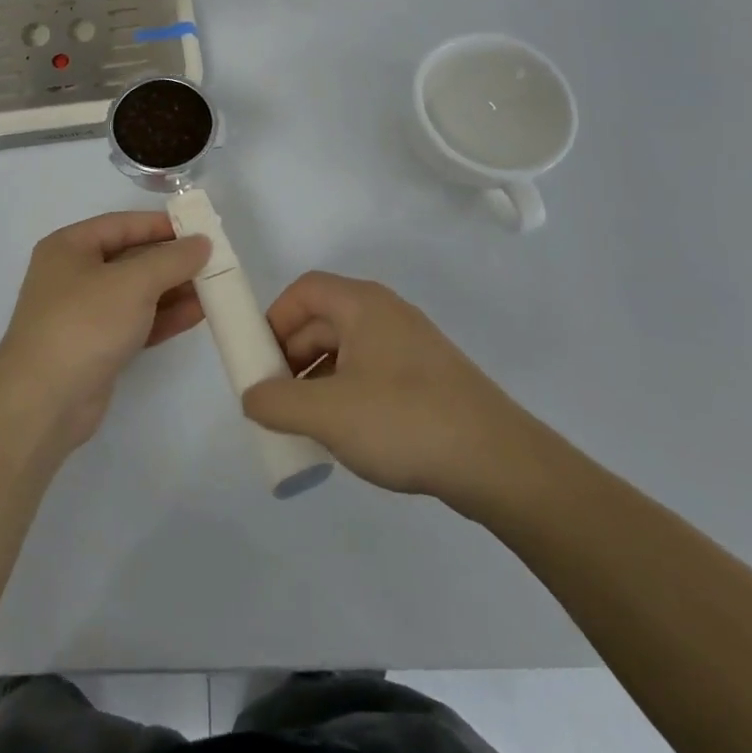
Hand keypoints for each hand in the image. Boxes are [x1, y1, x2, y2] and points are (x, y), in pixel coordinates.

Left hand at [0, 213, 210, 451]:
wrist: (43, 402)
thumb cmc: (84, 324)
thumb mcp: (133, 282)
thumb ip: (172, 259)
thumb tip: (202, 242)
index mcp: (69, 247)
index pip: (122, 224)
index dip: (161, 225)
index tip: (200, 229)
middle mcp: (73, 275)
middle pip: (131, 258)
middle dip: (172, 261)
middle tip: (214, 261)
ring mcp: (84, 314)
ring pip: (136, 293)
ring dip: (173, 290)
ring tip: (214, 287)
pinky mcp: (96, 347)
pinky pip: (136, 321)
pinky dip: (164, 317)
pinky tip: (198, 314)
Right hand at [241, 272, 553, 513]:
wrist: (499, 463)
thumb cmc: (405, 421)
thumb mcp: (328, 414)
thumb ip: (277, 402)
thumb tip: (252, 396)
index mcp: (363, 305)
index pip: (304, 290)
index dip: (274, 318)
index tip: (260, 360)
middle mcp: (386, 314)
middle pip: (323, 319)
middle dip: (292, 355)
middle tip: (276, 398)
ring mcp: (411, 347)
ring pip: (347, 350)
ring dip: (317, 379)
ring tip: (306, 423)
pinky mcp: (428, 379)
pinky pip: (371, 373)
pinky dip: (347, 393)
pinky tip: (346, 434)